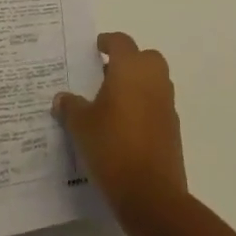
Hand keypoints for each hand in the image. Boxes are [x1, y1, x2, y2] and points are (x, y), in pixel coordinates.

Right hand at [52, 32, 187, 223]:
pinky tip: (124, 127)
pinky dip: (144, 106)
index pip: (121, 42)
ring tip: (111, 103)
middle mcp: (154, 78)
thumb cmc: (112, 147)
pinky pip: (157, 105)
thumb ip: (71, 107)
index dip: (107, 42)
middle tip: (104, 75)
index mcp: (131, 68)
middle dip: (127, 62)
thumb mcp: (81, 126)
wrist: (150, 193)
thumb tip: (62, 98)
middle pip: (144, 57)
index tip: (96, 48)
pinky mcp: (173, 127)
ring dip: (136, 84)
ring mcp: (167, 103)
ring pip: (153, 81)